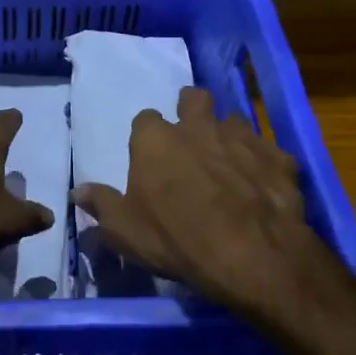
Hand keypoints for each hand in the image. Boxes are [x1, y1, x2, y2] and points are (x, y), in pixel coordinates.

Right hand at [74, 87, 322, 313]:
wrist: (251, 255)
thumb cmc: (175, 239)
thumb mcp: (124, 231)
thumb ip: (101, 205)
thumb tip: (76, 191)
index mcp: (156, 140)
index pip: (145, 119)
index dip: (147, 136)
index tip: (150, 155)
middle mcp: (198, 127)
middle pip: (193, 99)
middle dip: (191, 109)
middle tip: (192, 135)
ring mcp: (242, 139)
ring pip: (233, 120)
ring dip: (228, 135)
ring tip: (229, 161)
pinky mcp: (278, 158)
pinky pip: (269, 150)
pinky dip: (264, 163)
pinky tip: (263, 184)